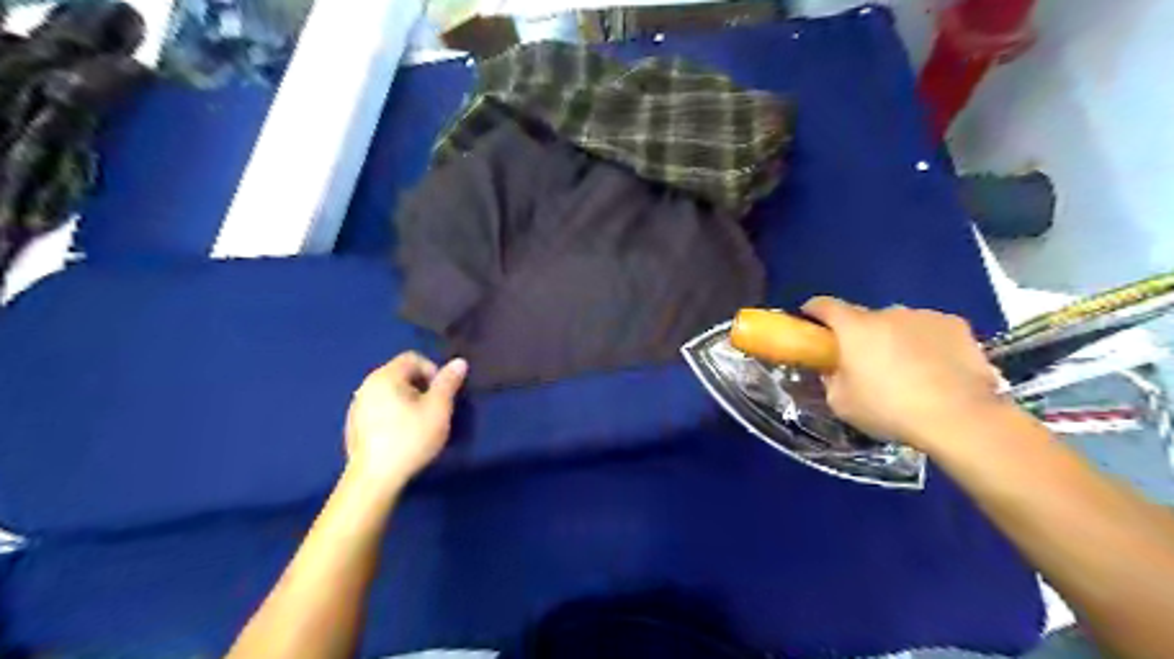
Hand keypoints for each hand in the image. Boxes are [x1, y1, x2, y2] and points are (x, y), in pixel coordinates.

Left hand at [344, 354, 468, 487]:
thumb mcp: (438, 409)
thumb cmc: (410, 439)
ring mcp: (356, 406)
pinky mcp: (353, 425)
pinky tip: (400, 436)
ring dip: (407, 401)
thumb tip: (459, 361)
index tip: (442, 394)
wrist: (374, 479)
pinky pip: (379, 409)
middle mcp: (366, 385)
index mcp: (385, 376)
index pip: (413, 357)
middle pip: (401, 374)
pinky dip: (393, 415)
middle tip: (434, 410)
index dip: (433, 371)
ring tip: (419, 424)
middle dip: (421, 387)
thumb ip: (448, 383)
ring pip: (390, 393)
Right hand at [803, 296, 1002, 448]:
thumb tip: (833, 369)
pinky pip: (930, 330)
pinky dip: (926, 342)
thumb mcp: (841, 403)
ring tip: (906, 368)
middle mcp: (888, 312)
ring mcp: (924, 316)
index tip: (811, 320)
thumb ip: (831, 379)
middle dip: (860, 334)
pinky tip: (935, 368)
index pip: (825, 306)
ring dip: (895, 338)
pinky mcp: (956, 326)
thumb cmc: (889, 409)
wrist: (960, 418)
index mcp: (854, 328)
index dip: (814, 311)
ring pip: (899, 323)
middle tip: (864, 361)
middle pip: (865, 317)